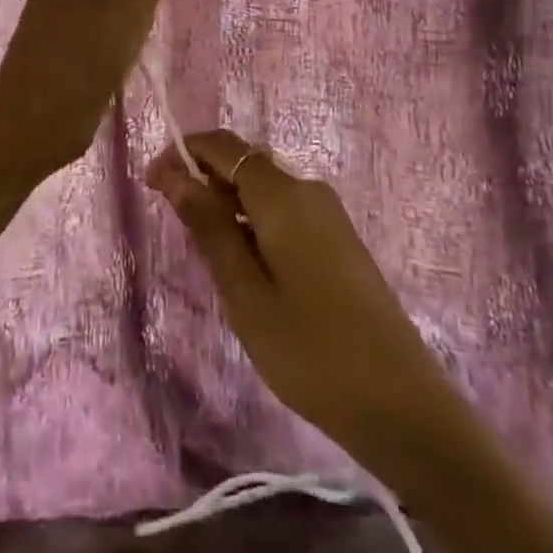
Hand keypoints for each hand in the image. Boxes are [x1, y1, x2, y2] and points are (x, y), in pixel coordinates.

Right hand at [144, 129, 449, 459]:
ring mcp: (329, 215)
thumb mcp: (245, 292)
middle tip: (176, 231)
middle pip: (245, 165)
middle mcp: (308, 190)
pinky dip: (255, 226)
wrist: (401, 405)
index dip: (184, 153)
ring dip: (228, 208)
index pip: (224, 146)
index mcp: (283, 195)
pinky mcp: (339, 240)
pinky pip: (285, 213)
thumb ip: (209, 227)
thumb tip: (175, 175)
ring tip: (208, 260)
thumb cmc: (310, 350)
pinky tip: (247, 270)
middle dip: (204, 183)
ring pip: (264, 192)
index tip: (151, 182)